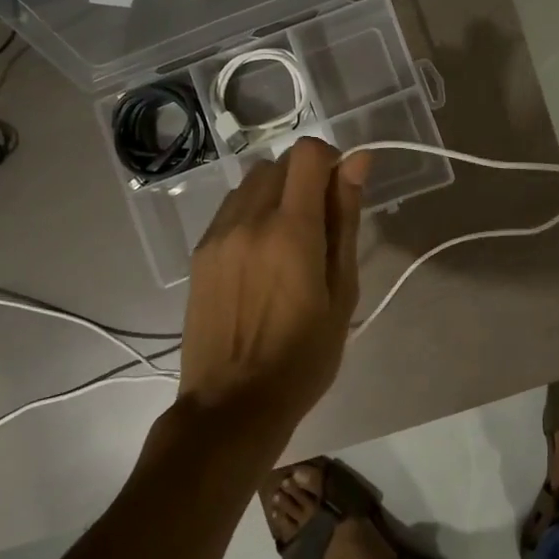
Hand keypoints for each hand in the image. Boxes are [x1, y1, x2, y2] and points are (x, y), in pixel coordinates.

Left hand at [175, 138, 370, 434]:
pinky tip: (261, 256)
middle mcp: (248, 219)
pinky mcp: (200, 252)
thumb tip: (358, 162)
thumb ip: (346, 219)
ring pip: (252, 181)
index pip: (308, 154)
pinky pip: (231, 208)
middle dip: (307, 178)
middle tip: (320, 227)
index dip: (332, 161)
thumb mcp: (341, 291)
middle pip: (280, 163)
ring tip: (289, 243)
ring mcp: (217, 234)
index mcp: (290, 229)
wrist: (232, 404)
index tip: (342, 194)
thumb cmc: (303, 356)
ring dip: (277, 193)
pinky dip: (252, 212)